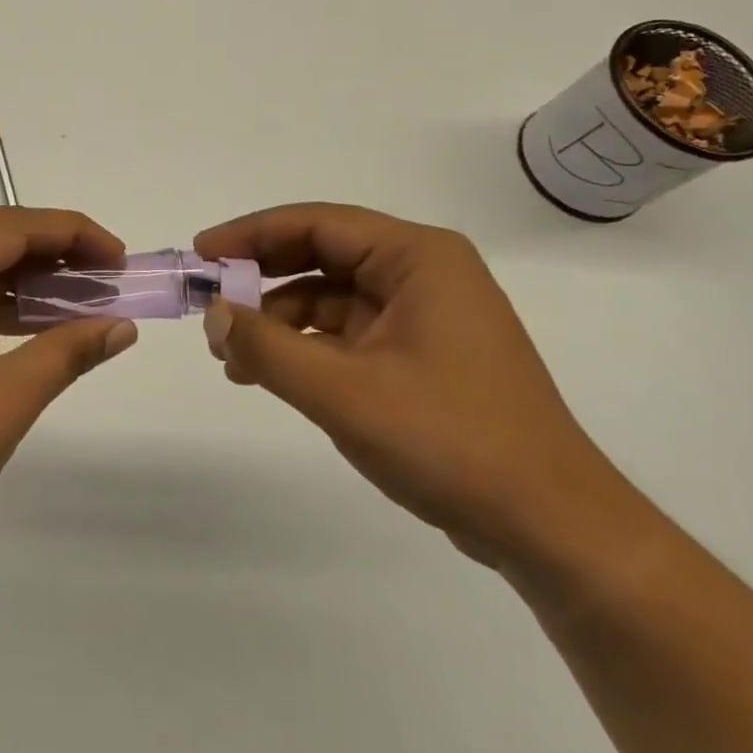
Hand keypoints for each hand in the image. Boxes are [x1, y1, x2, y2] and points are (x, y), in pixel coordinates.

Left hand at [0, 208, 138, 550]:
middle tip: (110, 277)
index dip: (74, 234)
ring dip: (32, 281)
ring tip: (86, 300)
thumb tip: (123, 327)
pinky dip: (4, 306)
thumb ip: (67, 352)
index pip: (15, 227)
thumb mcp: (5, 399)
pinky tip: (41, 325)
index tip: (120, 257)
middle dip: (57, 253)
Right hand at [193, 203, 633, 569]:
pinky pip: (348, 332)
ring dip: (278, 319)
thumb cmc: (451, 442)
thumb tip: (213, 314)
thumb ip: (268, 348)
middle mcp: (424, 273)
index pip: (317, 223)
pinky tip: (269, 374)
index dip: (251, 234)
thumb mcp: (343, 393)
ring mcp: (425, 315)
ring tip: (231, 355)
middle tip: (210, 301)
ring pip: (331, 296)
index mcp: (418, 257)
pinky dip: (306, 346)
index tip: (201, 254)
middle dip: (261, 277)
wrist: (551, 529)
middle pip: (323, 254)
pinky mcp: (422, 354)